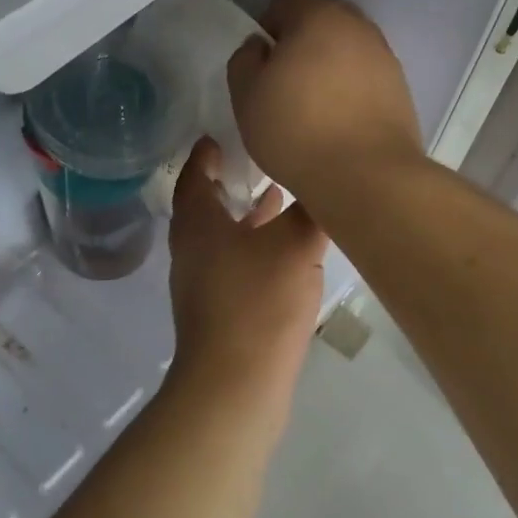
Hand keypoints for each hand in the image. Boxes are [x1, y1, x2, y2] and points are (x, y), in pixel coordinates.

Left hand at [168, 138, 327, 401]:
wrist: (234, 383)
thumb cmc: (257, 301)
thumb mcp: (294, 245)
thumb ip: (310, 209)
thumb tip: (325, 182)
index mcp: (198, 223)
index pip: (195, 173)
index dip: (207, 152)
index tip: (222, 133)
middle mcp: (192, 248)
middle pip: (207, 205)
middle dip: (231, 181)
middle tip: (258, 157)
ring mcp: (202, 282)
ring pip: (223, 236)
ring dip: (247, 216)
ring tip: (279, 196)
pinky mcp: (218, 309)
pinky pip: (235, 263)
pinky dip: (255, 246)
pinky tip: (285, 252)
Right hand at [226, 0, 422, 211]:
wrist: (365, 176)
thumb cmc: (296, 131)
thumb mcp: (246, 96)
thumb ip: (245, 60)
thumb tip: (260, 46)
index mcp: (318, 17)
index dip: (270, 21)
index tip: (263, 57)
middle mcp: (358, 27)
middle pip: (324, 18)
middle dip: (304, 38)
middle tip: (287, 77)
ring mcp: (385, 57)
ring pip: (349, 47)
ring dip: (331, 63)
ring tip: (315, 102)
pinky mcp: (401, 89)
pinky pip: (368, 75)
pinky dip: (352, 86)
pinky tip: (340, 118)